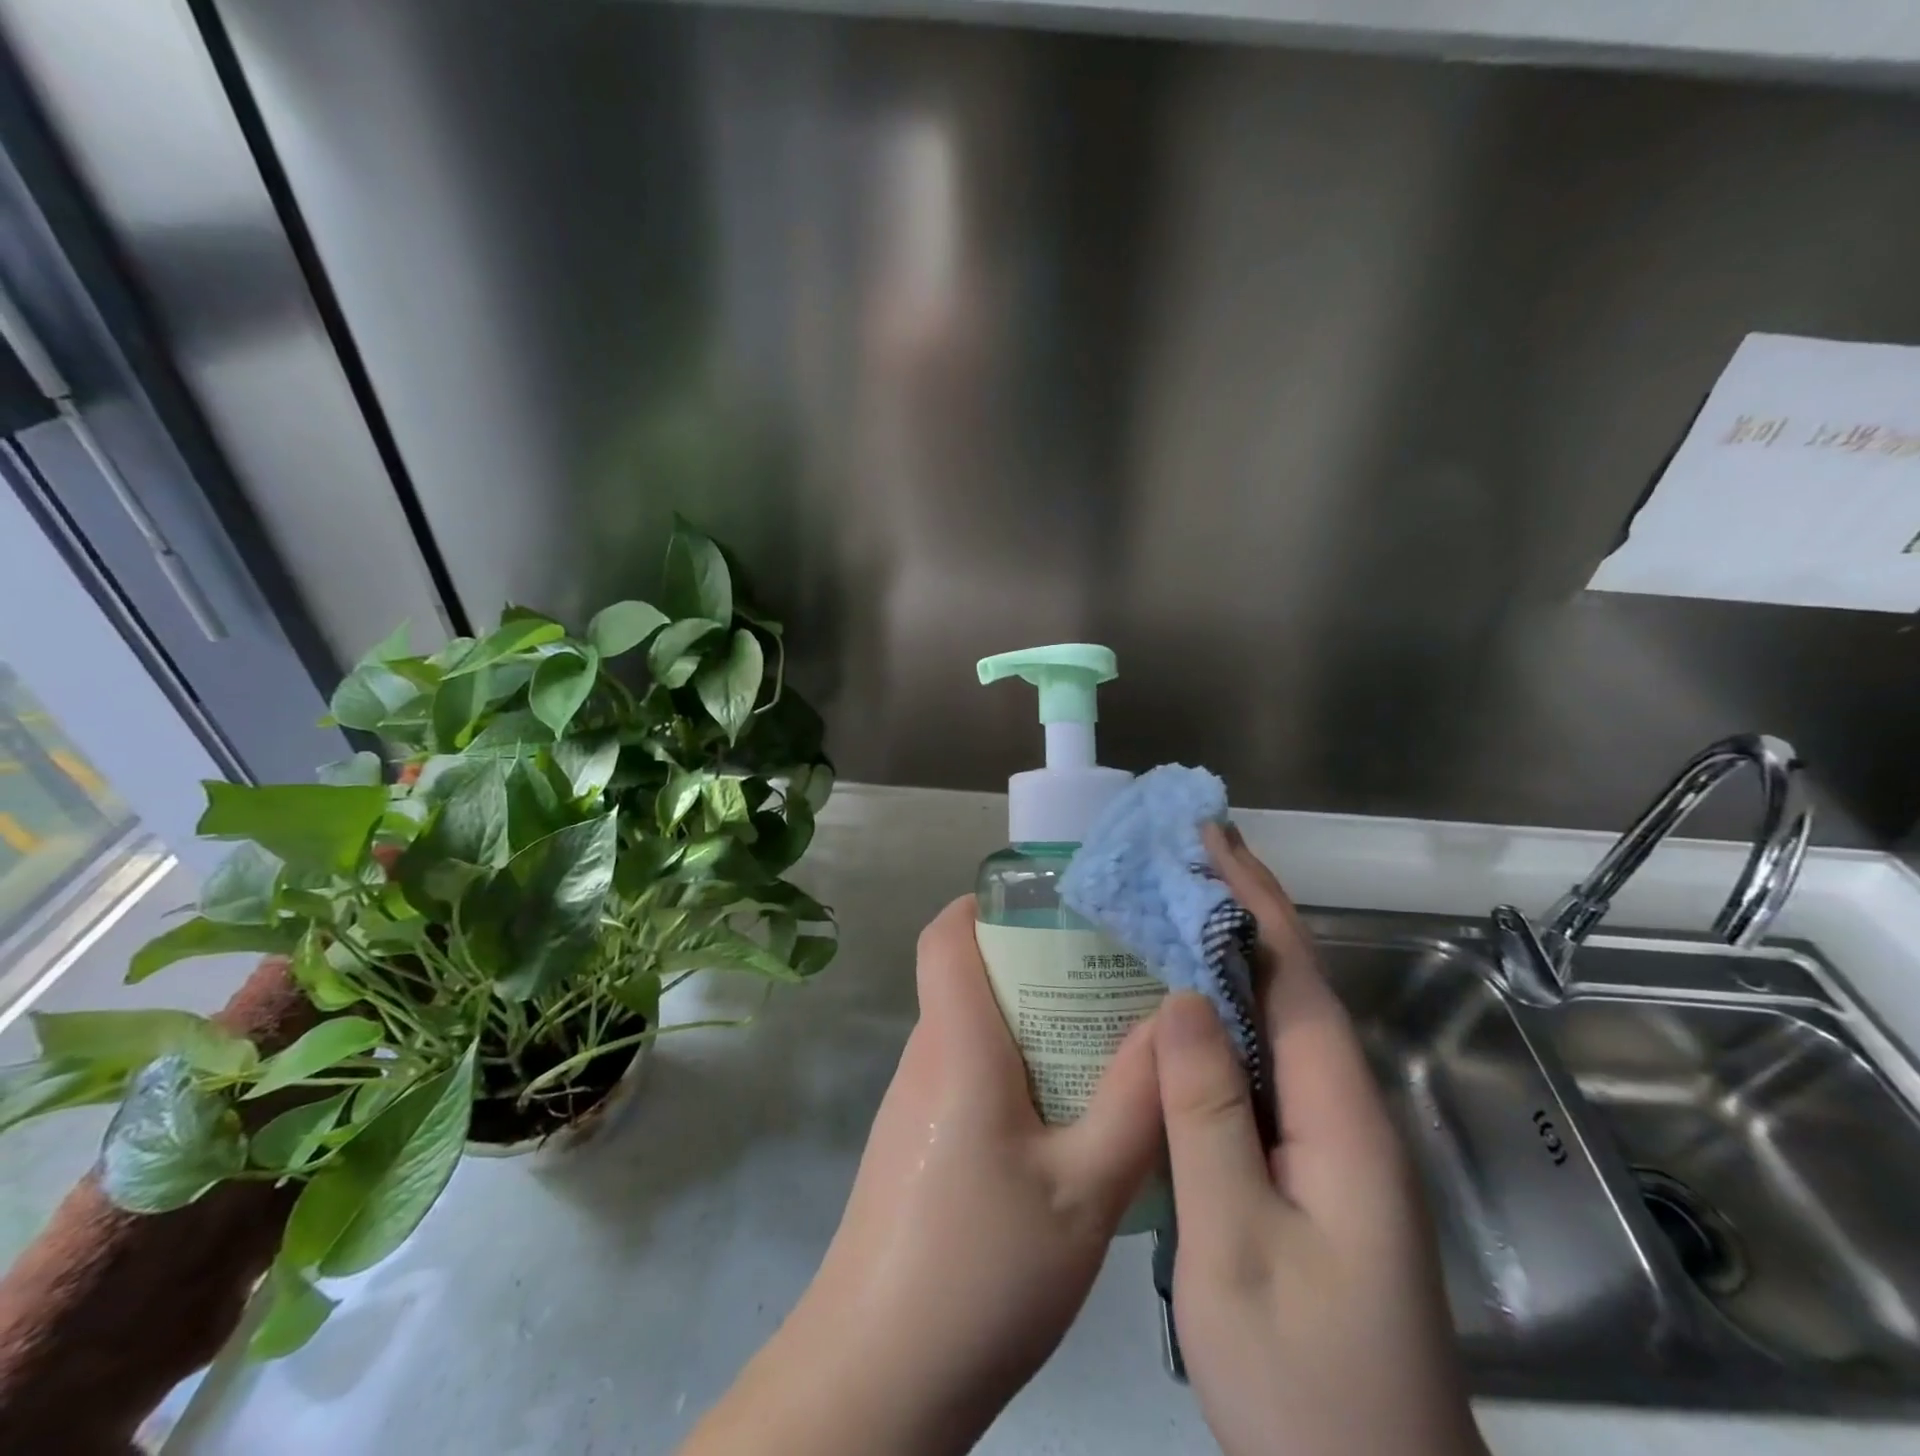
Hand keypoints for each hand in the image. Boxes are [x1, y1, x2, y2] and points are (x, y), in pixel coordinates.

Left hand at [682, 894, 1161, 1455]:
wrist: (878, 1377)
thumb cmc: (980, 1270)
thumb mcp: (1084, 1191)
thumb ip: (1135, 1102)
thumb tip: (1175, 1018)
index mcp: (956, 1045)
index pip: (946, 935)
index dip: (987, 902)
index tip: (1052, 905)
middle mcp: (926, 1056)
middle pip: (969, 974)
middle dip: (1036, 960)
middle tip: (1110, 974)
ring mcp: (914, 1100)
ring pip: (971, 1026)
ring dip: (1030, 1017)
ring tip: (1103, 1036)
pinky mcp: (915, 1140)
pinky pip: (965, 1071)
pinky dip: (1014, 1064)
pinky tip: (1064, 1111)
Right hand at [1157, 826, 1485, 1455]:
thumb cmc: (1306, 1382)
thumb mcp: (1236, 1241)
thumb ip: (1209, 1113)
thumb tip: (1182, 998)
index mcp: (1340, 1116)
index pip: (1296, 975)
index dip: (1255, 899)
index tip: (1212, 838)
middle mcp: (1345, 1113)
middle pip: (1292, 988)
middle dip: (1240, 912)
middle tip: (1175, 861)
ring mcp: (1331, 1144)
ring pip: (1276, 1028)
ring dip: (1227, 961)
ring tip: (1166, 913)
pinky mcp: (1309, 1169)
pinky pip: (1261, 1071)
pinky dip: (1221, 1022)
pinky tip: (1177, 1018)